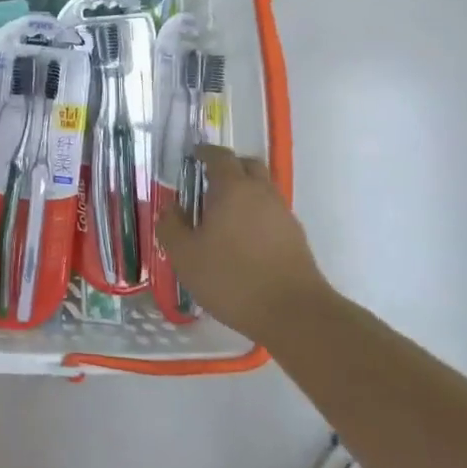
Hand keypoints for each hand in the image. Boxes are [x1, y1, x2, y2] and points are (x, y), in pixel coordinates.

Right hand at [157, 146, 328, 336]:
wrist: (295, 314)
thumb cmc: (232, 279)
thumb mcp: (185, 256)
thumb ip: (171, 227)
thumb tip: (170, 208)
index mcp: (233, 189)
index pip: (220, 156)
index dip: (205, 153)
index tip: (193, 157)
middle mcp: (261, 193)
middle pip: (248, 165)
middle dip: (229, 167)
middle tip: (209, 181)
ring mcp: (283, 214)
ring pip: (263, 189)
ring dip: (244, 192)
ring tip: (224, 215)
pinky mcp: (296, 237)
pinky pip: (272, 212)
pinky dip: (257, 214)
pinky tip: (243, 239)